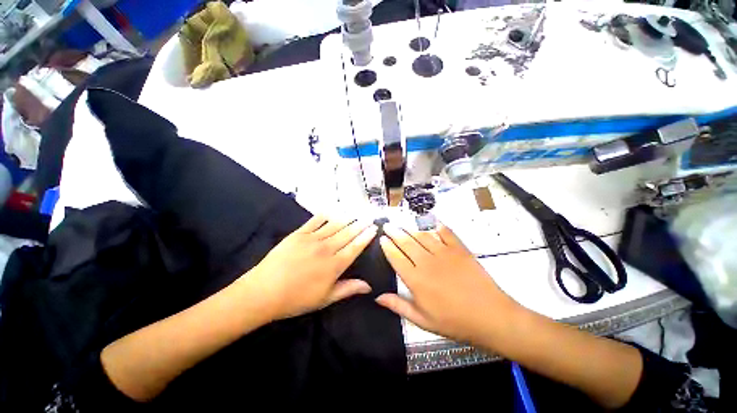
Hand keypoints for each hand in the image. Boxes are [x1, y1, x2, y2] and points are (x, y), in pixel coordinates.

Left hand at [245, 216, 377, 320]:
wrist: (263, 292)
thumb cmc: (296, 299)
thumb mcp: (325, 299)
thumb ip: (348, 289)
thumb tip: (369, 286)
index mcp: (334, 265)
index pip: (356, 247)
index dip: (366, 237)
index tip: (374, 228)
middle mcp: (327, 249)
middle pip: (348, 233)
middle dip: (361, 224)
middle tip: (369, 216)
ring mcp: (312, 239)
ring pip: (335, 225)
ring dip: (347, 217)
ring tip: (356, 211)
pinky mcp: (299, 234)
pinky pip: (315, 221)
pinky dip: (326, 214)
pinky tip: (333, 210)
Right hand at [376, 223, 521, 343]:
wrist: (490, 317)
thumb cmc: (454, 321)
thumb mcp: (423, 320)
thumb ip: (399, 306)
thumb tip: (377, 297)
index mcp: (416, 280)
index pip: (396, 257)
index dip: (387, 246)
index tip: (382, 238)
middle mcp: (426, 262)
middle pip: (406, 242)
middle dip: (394, 233)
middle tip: (388, 225)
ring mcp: (444, 253)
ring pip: (422, 236)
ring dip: (411, 229)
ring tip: (403, 226)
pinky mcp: (459, 249)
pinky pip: (445, 233)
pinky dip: (437, 227)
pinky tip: (432, 223)